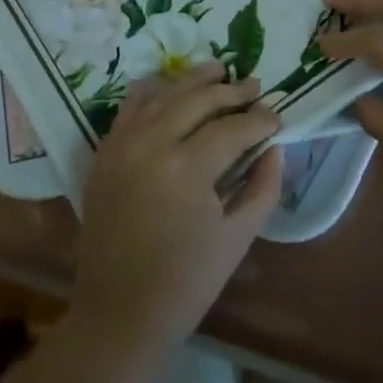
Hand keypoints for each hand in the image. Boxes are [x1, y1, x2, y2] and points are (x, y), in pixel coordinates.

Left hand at [69, 63, 281, 362]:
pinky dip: (151, 92)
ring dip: (194, 80)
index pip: (232, 128)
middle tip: (255, 86)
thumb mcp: (237, 238)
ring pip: (164, 95)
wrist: (118, 313)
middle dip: (231, 91)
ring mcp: (123, 144)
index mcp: (187, 168)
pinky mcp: (105, 152)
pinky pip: (130, 108)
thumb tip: (274, 147)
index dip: (259, 121)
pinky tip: (167, 84)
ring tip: (219, 69)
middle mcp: (152, 144)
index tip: (277, 119)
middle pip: (198, 100)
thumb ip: (263, 187)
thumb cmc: (185, 283)